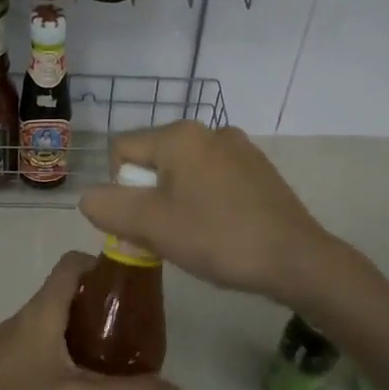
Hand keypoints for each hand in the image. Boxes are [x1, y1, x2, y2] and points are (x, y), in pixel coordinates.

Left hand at [0, 252, 182, 389]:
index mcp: (40, 313)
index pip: (72, 266)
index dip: (104, 266)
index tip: (136, 288)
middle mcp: (22, 324)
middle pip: (67, 300)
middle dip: (103, 314)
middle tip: (137, 340)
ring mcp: (6, 354)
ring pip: (55, 335)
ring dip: (86, 347)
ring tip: (119, 374)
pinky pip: (41, 364)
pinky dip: (66, 372)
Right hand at [79, 121, 337, 305]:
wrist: (297, 259)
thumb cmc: (218, 237)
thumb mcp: (150, 226)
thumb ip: (107, 207)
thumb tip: (92, 197)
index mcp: (180, 135)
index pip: (122, 151)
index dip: (121, 190)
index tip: (144, 223)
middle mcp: (209, 130)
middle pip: (153, 161)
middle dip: (149, 198)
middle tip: (167, 235)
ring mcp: (239, 148)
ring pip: (183, 172)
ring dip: (176, 202)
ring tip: (196, 236)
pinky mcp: (258, 169)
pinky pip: (212, 179)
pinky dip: (205, 202)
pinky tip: (221, 230)